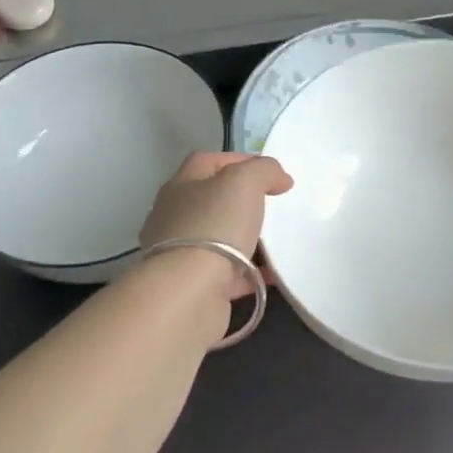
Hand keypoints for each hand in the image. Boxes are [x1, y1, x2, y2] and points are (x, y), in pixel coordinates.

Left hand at [140, 152, 293, 299]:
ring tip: (276, 240)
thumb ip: (263, 170)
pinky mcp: (194, 286)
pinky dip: (251, 272)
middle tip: (273, 206)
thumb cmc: (214, 226)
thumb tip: (278, 178)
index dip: (239, 161)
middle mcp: (174, 218)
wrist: (190, 292)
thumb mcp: (244, 181)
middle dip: (243, 202)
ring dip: (246, 239)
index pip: (207, 162)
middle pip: (212, 201)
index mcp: (180, 187)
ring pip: (220, 239)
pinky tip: (273, 273)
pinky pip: (229, 274)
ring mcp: (182, 254)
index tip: (270, 173)